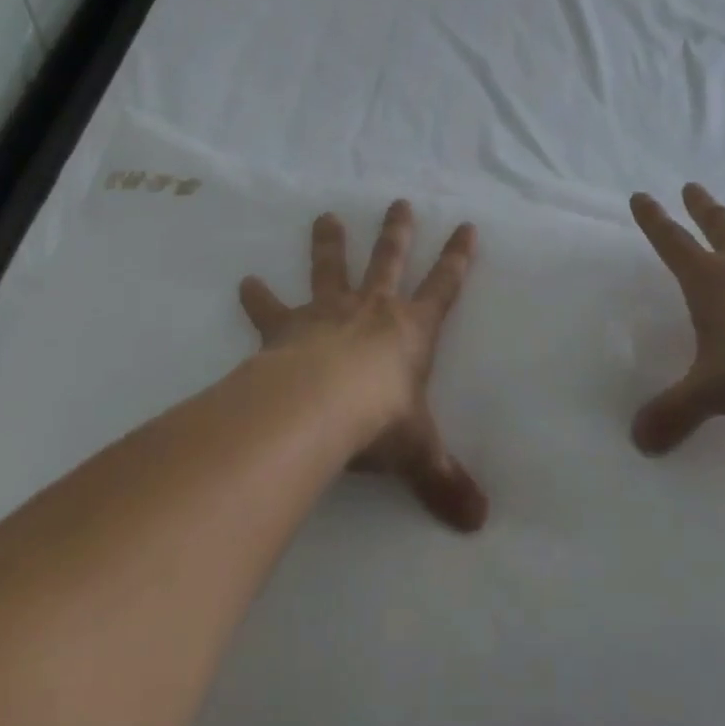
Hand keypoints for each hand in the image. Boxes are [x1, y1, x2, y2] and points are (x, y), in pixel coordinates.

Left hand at [239, 202, 488, 532]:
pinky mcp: (287, 326)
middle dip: (397, 232)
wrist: (319, 406)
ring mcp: (327, 312)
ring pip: (331, 267)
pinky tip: (244, 282)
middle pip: (388, 260)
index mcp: (411, 330)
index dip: (458, 257)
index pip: (445, 286)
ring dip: (329, 242)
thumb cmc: (378, 421)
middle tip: (398, 202)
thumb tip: (480, 523)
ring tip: (324, 216)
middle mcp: (372, 309)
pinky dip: (257, 297)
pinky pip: (270, 309)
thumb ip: (444, 482)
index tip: (466, 226)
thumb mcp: (418, 453)